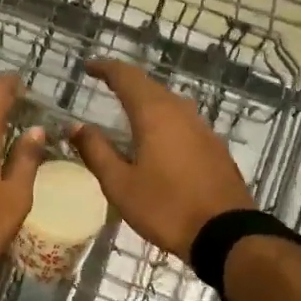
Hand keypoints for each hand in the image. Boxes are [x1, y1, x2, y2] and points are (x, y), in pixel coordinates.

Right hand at [70, 60, 253, 260]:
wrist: (225, 234)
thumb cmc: (165, 207)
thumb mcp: (120, 184)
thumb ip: (96, 151)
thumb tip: (76, 126)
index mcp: (155, 115)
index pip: (127, 77)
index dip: (106, 68)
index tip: (89, 67)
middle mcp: (181, 113)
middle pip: (151, 87)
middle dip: (127, 84)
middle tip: (106, 87)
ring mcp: (203, 129)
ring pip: (171, 104)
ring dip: (148, 102)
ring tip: (129, 114)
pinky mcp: (215, 148)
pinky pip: (184, 123)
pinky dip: (165, 121)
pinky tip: (158, 140)